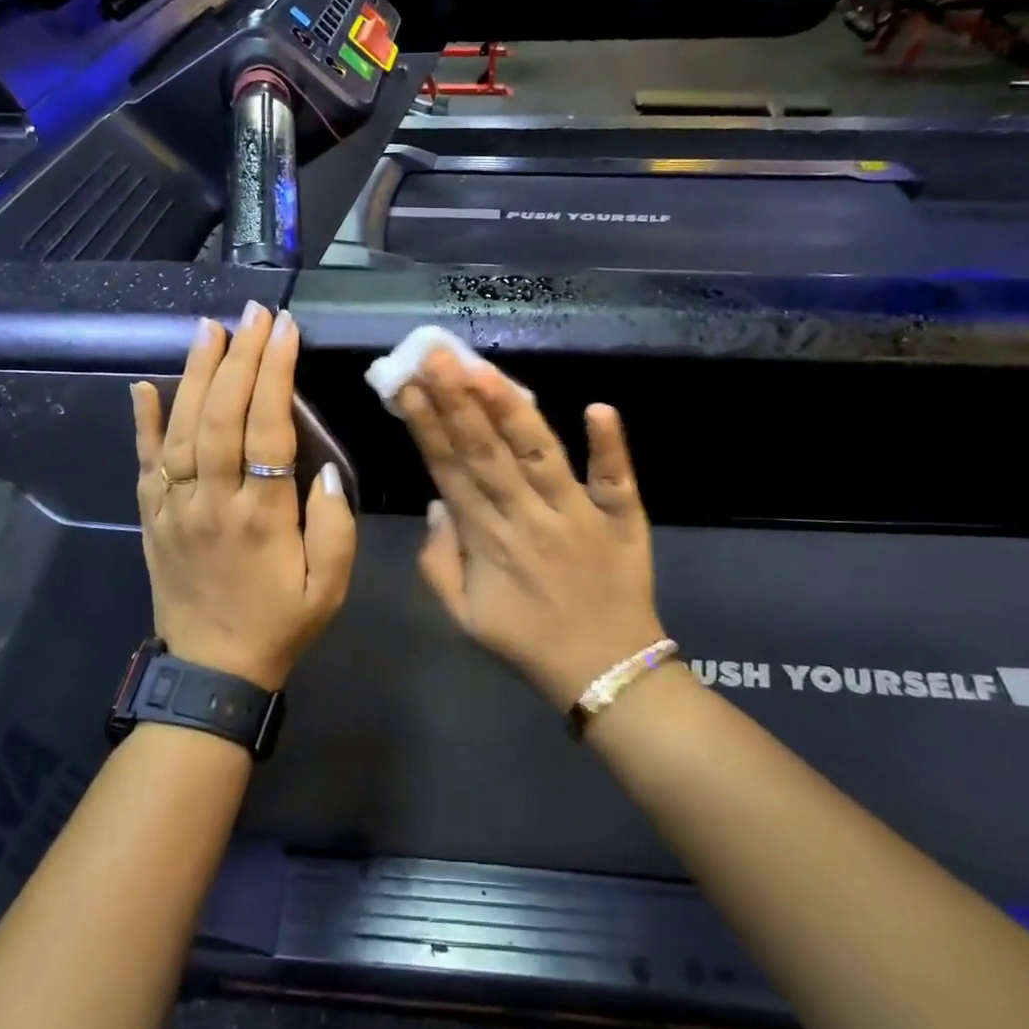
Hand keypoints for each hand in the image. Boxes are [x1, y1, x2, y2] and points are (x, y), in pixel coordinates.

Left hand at [131, 304, 356, 690]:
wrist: (211, 673)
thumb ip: (333, 526)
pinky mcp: (151, 518)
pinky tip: (143, 385)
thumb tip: (322, 467)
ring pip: (180, 429)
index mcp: (261, 516)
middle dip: (238, 357)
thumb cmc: (279, 624)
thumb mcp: (328, 587)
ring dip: (194, 374)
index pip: (267, 428)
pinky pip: (143, 464)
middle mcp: (211, 502)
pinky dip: (142, 422)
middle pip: (220, 416)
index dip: (275, 373)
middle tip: (252, 312)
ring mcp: (173, 508)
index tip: (285, 330)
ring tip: (208, 328)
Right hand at [398, 351, 661, 711]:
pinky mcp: (622, 519)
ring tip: (484, 369)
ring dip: (511, 411)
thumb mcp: (464, 616)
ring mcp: (577, 515)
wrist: (606, 673)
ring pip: (538, 455)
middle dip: (457, 401)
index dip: (426, 426)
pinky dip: (609, 446)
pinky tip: (599, 407)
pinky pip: (616, 480)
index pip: (449, 471)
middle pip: (486, 452)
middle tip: (435, 355)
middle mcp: (527, 518)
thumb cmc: (529, 641)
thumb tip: (436, 503)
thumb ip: (438, 562)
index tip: (406, 385)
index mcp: (486, 539)